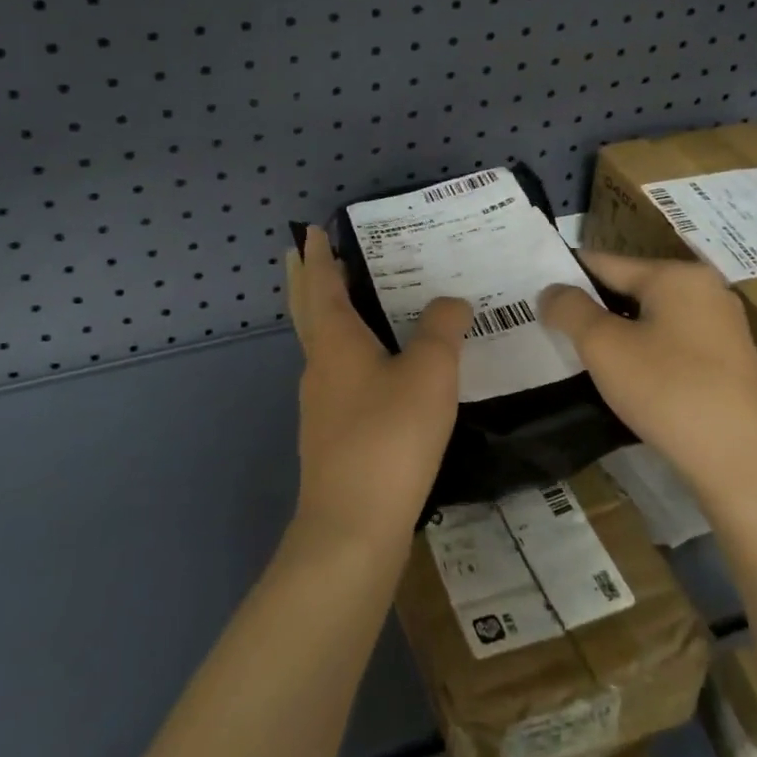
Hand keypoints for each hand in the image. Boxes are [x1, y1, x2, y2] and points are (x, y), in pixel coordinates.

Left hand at [285, 226, 472, 558]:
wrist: (354, 526)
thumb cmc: (390, 436)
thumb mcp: (430, 372)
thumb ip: (443, 328)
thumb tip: (450, 302)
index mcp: (334, 340)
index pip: (321, 283)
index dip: (318, 255)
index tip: (312, 231)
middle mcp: (319, 366)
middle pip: (307, 311)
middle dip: (306, 279)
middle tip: (305, 253)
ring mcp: (321, 404)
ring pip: (321, 345)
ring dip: (327, 316)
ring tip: (353, 302)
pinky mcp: (332, 435)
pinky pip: (338, 374)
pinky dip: (347, 352)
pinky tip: (375, 368)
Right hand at [540, 252, 756, 506]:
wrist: (742, 462)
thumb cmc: (668, 391)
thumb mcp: (603, 346)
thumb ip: (569, 309)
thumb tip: (551, 291)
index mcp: (678, 275)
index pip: (605, 262)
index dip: (567, 278)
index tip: (538, 299)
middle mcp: (708, 290)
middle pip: (632, 289)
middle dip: (595, 309)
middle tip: (559, 334)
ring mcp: (726, 328)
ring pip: (655, 320)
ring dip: (622, 335)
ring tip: (589, 361)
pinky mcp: (734, 364)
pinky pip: (677, 346)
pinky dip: (650, 356)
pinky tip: (633, 384)